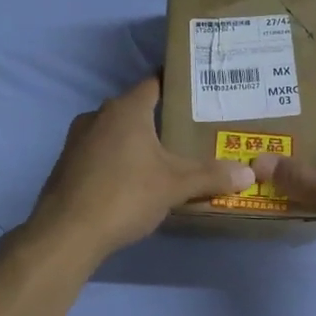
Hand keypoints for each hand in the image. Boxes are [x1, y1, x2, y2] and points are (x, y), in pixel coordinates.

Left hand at [28, 76, 254, 259]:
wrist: (66, 233)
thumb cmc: (125, 196)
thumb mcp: (175, 186)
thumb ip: (211, 176)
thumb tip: (249, 173)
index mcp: (126, 109)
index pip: (155, 83)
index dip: (177, 86)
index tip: (199, 93)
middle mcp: (98, 115)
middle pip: (136, 108)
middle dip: (161, 118)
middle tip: (190, 131)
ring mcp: (77, 139)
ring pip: (116, 131)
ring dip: (137, 141)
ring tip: (165, 157)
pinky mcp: (67, 164)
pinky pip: (100, 152)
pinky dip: (118, 159)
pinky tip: (132, 180)